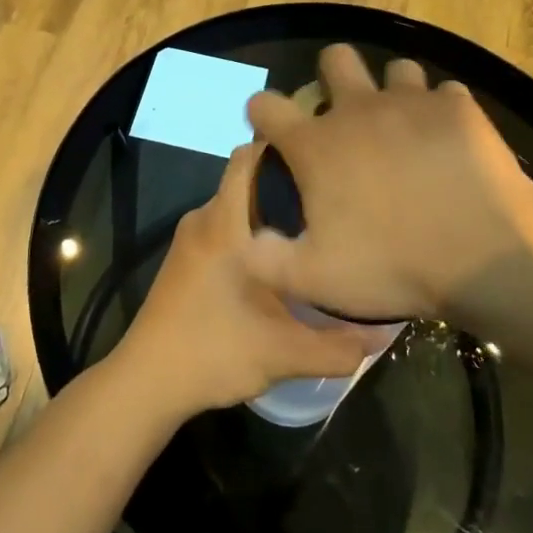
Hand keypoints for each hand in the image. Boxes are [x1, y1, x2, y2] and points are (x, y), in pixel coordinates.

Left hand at [111, 143, 376, 416]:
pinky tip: (279, 262)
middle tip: (331, 202)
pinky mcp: (185, 257)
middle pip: (248, 180)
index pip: (249, 156)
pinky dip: (250, 232)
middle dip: (287, 185)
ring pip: (237, 206)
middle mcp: (204, 218)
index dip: (284, 149)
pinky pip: (224, 226)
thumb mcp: (284, 353)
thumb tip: (385, 334)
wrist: (146, 382)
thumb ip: (338, 345)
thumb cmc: (213, 353)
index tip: (323, 160)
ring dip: (269, 212)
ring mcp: (190, 238)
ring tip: (313, 231)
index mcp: (224, 223)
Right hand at [243, 45, 532, 327]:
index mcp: (317, 145)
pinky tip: (449, 142)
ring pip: (396, 69)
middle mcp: (359, 109)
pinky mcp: (458, 107)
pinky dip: (442, 112)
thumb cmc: (392, 266)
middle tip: (346, 115)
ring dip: (394, 92)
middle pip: (335, 58)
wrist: (484, 255)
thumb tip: (247, 241)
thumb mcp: (315, 279)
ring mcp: (412, 102)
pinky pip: (445, 94)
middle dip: (333, 75)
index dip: (262, 113)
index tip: (271, 130)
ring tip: (405, 128)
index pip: (266, 105)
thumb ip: (267, 259)